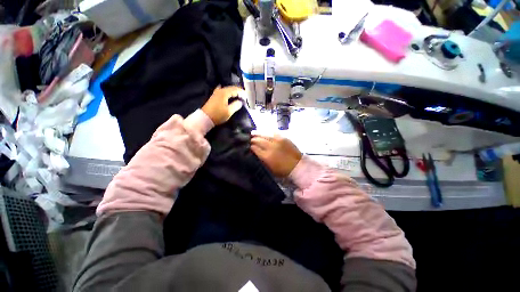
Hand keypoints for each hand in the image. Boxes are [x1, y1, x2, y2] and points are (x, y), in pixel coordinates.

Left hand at [202, 85, 244, 125]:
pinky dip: (228, 93)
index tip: (247, 96)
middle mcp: (220, 90)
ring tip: (238, 96)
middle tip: (244, 96)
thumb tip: (240, 102)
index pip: (235, 89)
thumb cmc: (218, 115)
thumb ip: (236, 105)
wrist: (205, 118)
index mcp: (224, 93)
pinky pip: (223, 92)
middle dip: (238, 91)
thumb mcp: (229, 111)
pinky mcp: (214, 96)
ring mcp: (216, 93)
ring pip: (227, 90)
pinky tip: (229, 95)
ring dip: (233, 92)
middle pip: (231, 88)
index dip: (241, 92)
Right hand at [251, 134, 302, 176]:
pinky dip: (269, 133)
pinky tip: (266, 133)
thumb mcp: (270, 168)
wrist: (297, 166)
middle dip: (253, 139)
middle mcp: (271, 147)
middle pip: (259, 140)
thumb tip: (257, 153)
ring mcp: (278, 141)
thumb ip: (262, 160)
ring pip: (265, 135)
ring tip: (255, 134)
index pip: (255, 148)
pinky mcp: (284, 138)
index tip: (250, 146)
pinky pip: (274, 133)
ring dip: (259, 134)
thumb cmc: (283, 170)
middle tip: (251, 139)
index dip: (251, 147)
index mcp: (266, 156)